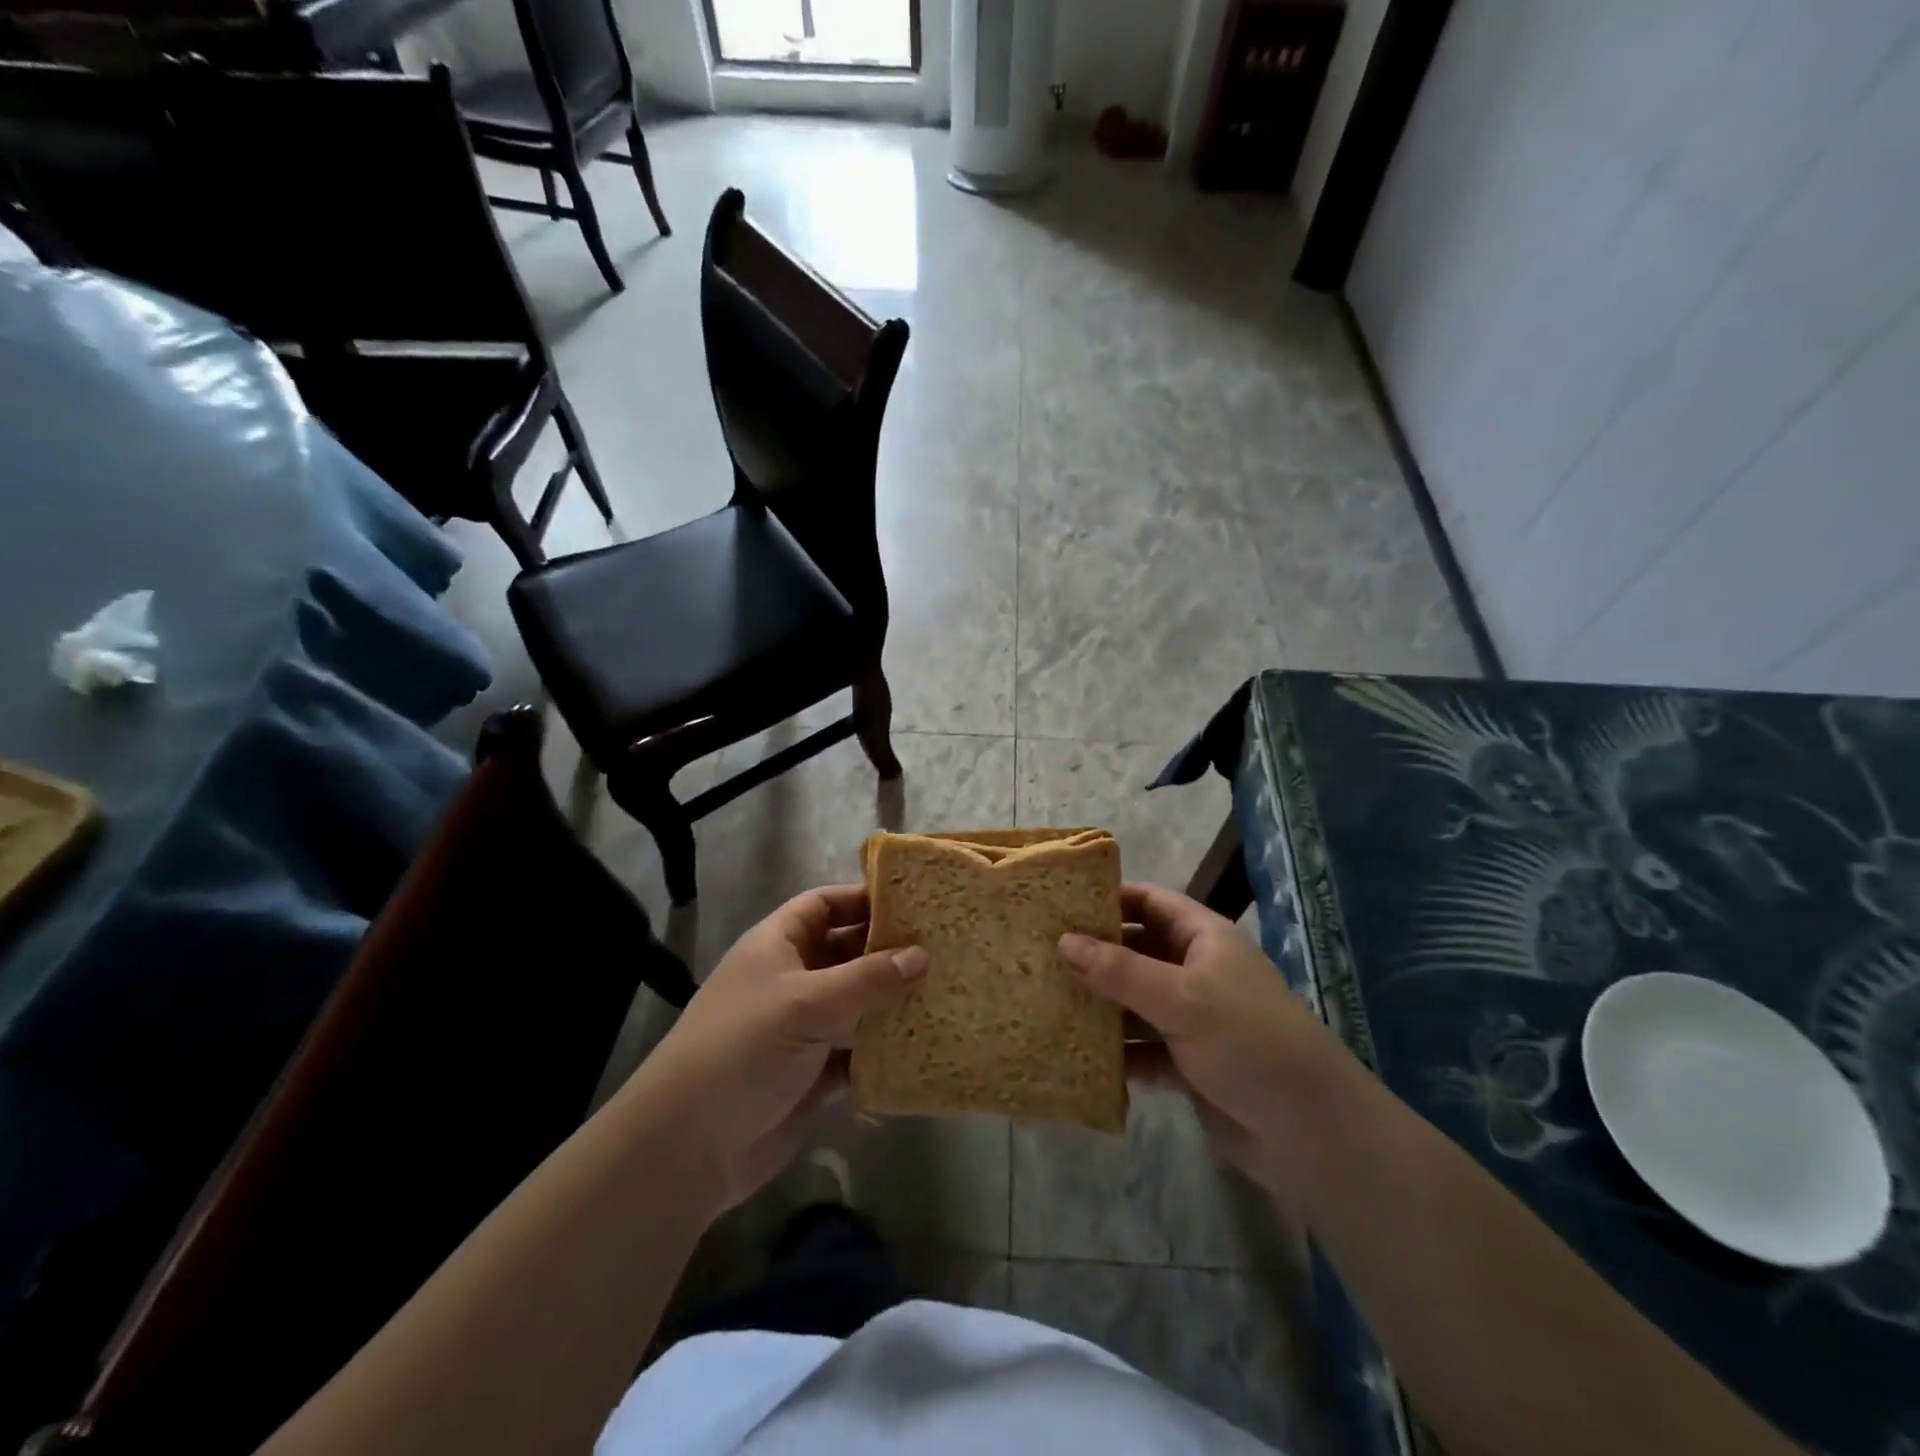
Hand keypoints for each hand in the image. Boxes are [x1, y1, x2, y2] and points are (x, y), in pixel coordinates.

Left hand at [629, 885, 925, 1214]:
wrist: (688, 1146)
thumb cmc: (743, 1048)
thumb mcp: (807, 1002)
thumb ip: (868, 978)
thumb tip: (922, 955)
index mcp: (778, 946)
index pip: (823, 905)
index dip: (862, 899)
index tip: (912, 902)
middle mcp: (792, 980)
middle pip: (846, 953)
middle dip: (888, 950)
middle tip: (943, 946)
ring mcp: (803, 1029)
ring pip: (857, 1004)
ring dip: (892, 1002)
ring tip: (946, 991)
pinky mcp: (814, 1075)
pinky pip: (858, 1053)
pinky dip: (885, 1050)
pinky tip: (925, 1045)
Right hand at [1059, 883, 1338, 1206]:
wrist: (1309, 1131)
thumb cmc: (1248, 1041)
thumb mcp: (1181, 998)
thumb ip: (1119, 970)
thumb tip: (1062, 941)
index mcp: (1203, 938)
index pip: (1149, 902)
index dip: (1108, 898)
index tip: (1058, 902)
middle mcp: (1195, 971)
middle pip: (1135, 951)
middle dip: (1092, 954)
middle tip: (1037, 953)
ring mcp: (1190, 1018)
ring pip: (1133, 1001)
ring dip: (1097, 1004)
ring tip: (1043, 999)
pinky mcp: (1185, 1063)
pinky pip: (1139, 1047)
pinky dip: (1113, 1050)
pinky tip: (1072, 1051)